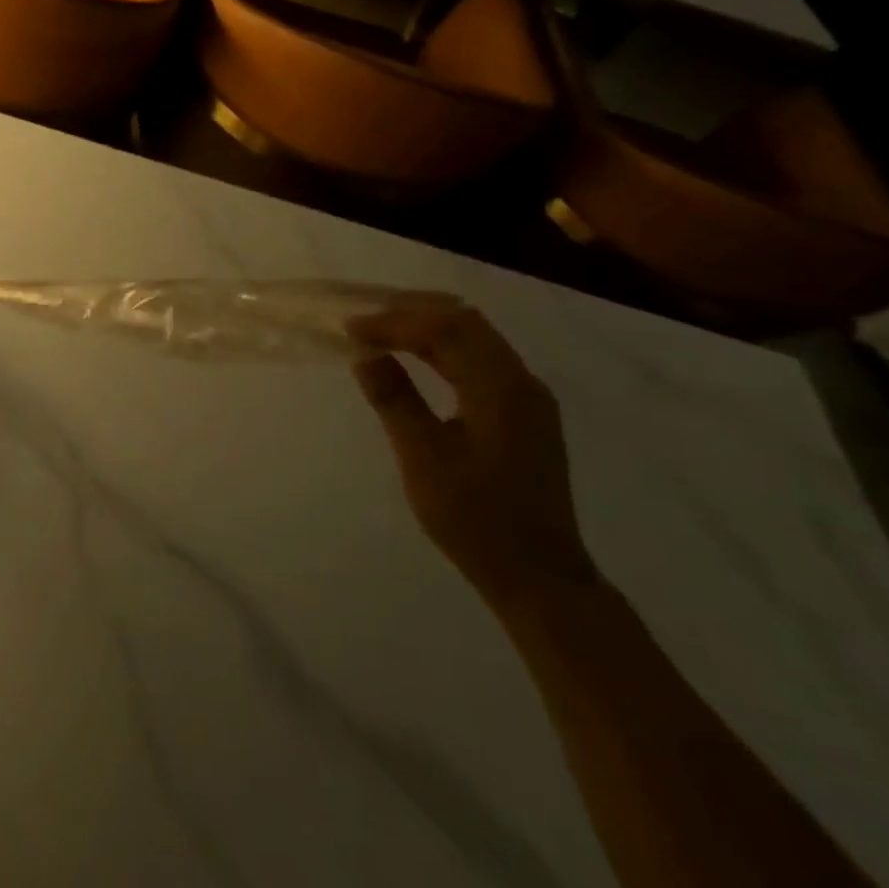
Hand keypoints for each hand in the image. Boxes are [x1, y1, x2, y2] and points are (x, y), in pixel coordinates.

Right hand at [349, 296, 597, 606]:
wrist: (538, 575)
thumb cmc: (475, 518)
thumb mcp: (423, 458)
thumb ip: (394, 399)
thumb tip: (366, 355)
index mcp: (501, 388)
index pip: (445, 329)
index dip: (394, 320)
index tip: (350, 327)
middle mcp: (521, 381)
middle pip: (465, 322)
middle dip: (411, 312)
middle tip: (363, 319)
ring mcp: (526, 397)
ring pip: (474, 338)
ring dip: (426, 328)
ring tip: (380, 332)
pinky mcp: (522, 413)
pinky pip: (479, 360)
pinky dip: (441, 350)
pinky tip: (413, 359)